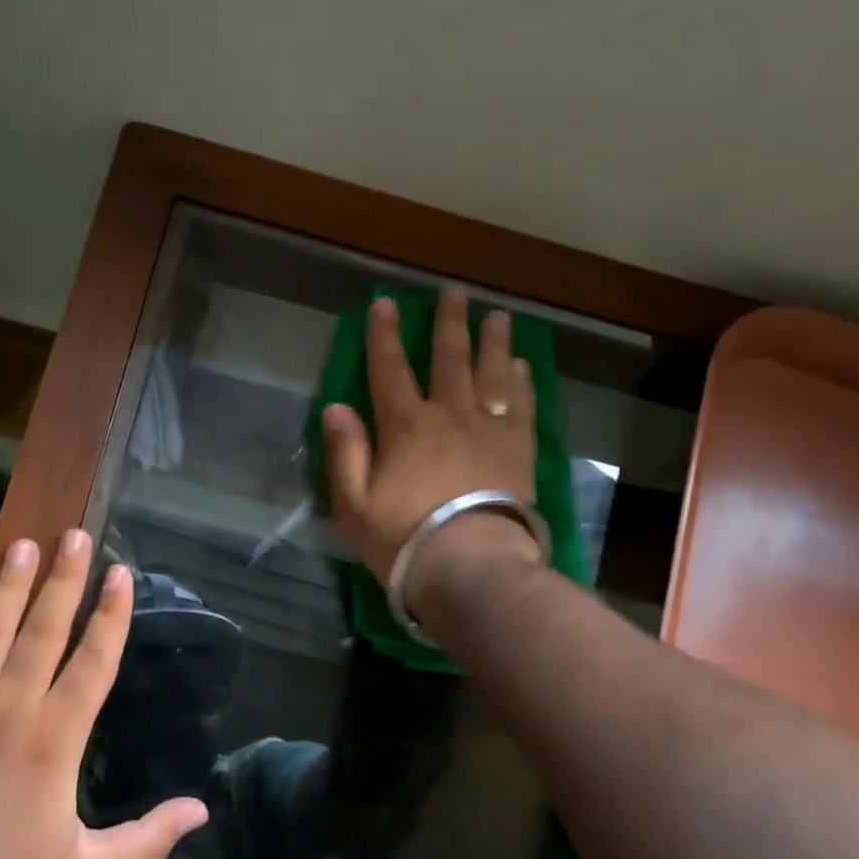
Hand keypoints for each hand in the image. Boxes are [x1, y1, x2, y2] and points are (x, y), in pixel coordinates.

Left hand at [0, 531, 208, 858]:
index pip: (94, 658)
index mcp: (58, 735)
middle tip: (73, 535)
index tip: (120, 572)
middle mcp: (14, 704)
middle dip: (63, 578)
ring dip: (11, 584)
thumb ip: (148, 839)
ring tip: (25, 544)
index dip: (111, 613)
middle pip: (44, 627)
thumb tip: (201, 810)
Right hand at [322, 288, 544, 612]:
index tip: (386, 303)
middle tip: (454, 292)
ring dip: (492, 341)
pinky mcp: (519, 450)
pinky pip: (522, 405)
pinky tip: (521, 365)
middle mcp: (449, 416)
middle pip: (450, 359)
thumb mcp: (353, 504)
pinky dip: (521, 381)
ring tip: (496, 315)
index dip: (385, 335)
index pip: (390, 369)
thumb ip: (345, 453)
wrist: (472, 566)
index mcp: (405, 426)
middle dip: (449, 323)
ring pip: (491, 373)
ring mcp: (489, 431)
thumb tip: (336, 407)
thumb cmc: (404, 538)